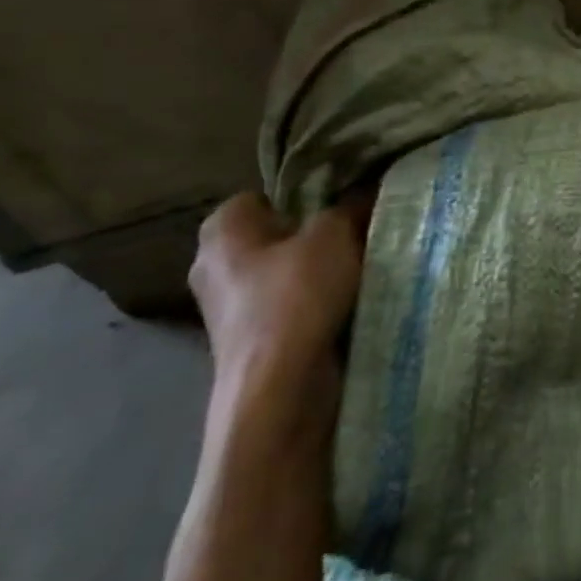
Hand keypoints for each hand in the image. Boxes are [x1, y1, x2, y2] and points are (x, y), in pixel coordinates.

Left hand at [189, 192, 367, 405]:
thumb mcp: (336, 233)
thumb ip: (350, 205)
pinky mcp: (250, 343)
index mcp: (222, 231)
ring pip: (286, 273)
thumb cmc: (296, 296)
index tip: (340, 204)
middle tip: (358, 230)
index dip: (303, 197)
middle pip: (277, 236)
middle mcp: (214, 266)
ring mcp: (229, 310)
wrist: (280, 391)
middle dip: (315, 235)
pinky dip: (317, 305)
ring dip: (320, 271)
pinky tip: (350, 303)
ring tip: (363, 266)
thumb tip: (366, 190)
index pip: (264, 196)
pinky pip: (291, 307)